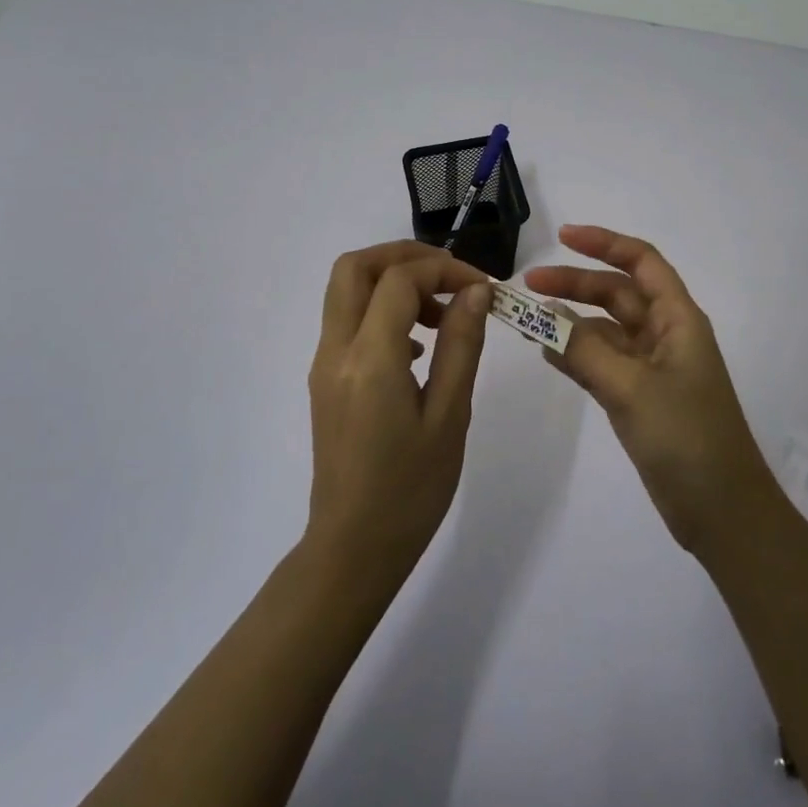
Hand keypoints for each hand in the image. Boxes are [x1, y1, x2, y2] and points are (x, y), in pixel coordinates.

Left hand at [305, 241, 493, 588]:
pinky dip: (381, 309)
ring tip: (441, 314)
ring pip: (347, 290)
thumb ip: (461, 345)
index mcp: (369, 359)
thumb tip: (475, 291)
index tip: (483, 288)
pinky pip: (348, 321)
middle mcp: (336, 350)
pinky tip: (420, 347)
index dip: (444, 269)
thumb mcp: (449, 416)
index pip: (399, 280)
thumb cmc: (411, 490)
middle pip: (355, 267)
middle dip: (405, 257)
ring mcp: (324, 364)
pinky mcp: (325, 379)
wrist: (353, 549)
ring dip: (393, 281)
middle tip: (450, 277)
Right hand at [526, 226, 775, 555]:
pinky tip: (547, 352)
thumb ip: (584, 351)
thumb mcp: (632, 388)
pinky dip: (576, 354)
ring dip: (571, 321)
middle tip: (528, 286)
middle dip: (575, 283)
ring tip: (528, 320)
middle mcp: (666, 335)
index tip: (562, 237)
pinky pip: (603, 362)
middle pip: (617, 293)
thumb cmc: (687, 439)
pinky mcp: (641, 398)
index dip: (604, 243)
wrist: (722, 513)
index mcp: (678, 319)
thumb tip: (544, 318)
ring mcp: (653, 368)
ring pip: (606, 329)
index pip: (641, 262)